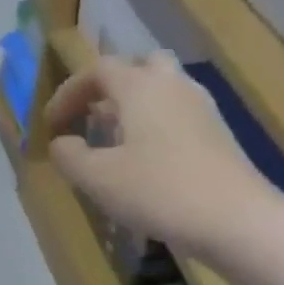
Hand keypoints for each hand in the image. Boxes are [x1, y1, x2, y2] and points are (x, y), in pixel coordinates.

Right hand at [44, 53, 278, 257]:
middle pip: (138, 67)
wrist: (233, 217)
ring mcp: (200, 107)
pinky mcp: (215, 133)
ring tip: (111, 139)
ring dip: (131, 106)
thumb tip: (60, 142)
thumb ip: (70, 156)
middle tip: (88, 116)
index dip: (68, 92)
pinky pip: (175, 113)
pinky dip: (152, 124)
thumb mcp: (97, 178)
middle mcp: (173, 85)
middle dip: (108, 87)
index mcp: (141, 87)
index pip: (98, 70)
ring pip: (160, 89)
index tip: (50, 123)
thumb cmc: (157, 190)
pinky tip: (141, 158)